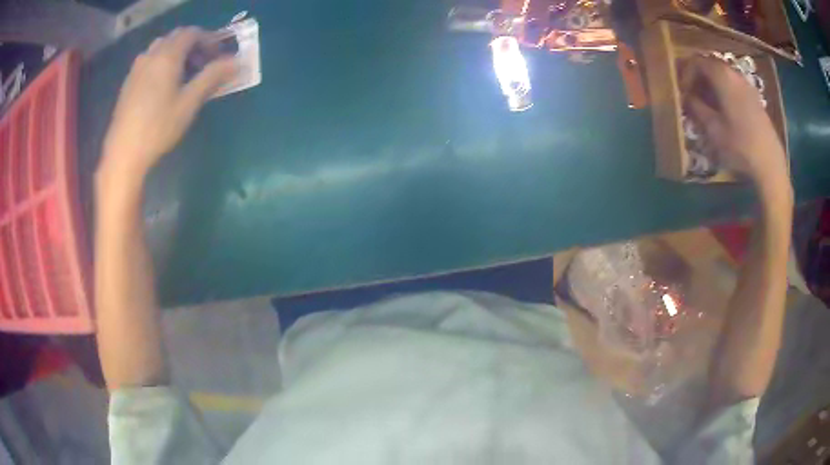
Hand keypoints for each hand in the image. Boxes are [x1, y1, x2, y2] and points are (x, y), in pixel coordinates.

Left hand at [101, 27, 236, 177]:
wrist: (123, 153)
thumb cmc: (158, 127)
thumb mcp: (189, 103)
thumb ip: (212, 77)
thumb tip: (237, 61)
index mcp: (168, 55)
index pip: (192, 33)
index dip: (209, 39)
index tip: (218, 56)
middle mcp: (151, 55)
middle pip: (176, 37)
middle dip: (193, 45)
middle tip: (203, 64)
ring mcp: (137, 68)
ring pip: (161, 47)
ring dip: (176, 53)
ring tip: (184, 74)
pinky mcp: (129, 82)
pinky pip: (149, 60)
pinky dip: (162, 62)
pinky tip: (164, 85)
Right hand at [679, 56, 788, 193]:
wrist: (770, 166)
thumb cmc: (740, 146)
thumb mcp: (712, 130)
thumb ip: (696, 108)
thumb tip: (685, 97)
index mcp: (722, 76)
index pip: (696, 61)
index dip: (685, 73)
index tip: (682, 91)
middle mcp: (734, 74)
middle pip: (710, 65)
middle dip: (698, 78)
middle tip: (691, 97)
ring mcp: (747, 86)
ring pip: (723, 76)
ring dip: (711, 86)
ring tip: (707, 105)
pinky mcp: (755, 100)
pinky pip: (734, 87)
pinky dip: (724, 92)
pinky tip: (724, 112)